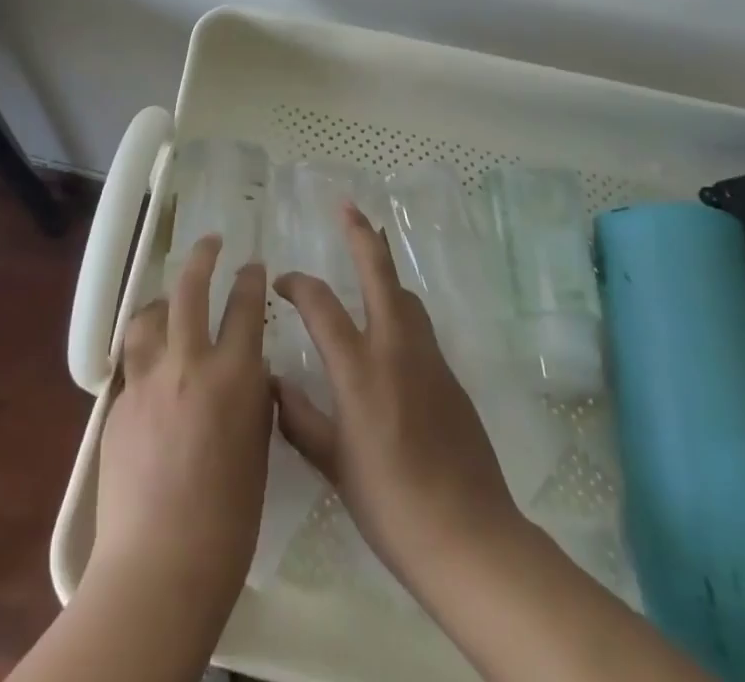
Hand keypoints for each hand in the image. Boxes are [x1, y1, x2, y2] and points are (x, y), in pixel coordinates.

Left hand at [89, 235, 272, 624]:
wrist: (159, 566)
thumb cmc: (228, 522)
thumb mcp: (256, 451)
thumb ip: (251, 402)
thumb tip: (246, 374)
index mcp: (232, 377)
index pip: (244, 307)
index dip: (249, 279)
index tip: (252, 264)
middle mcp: (187, 364)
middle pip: (189, 290)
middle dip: (202, 257)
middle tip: (210, 242)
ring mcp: (147, 381)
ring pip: (147, 317)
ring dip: (160, 303)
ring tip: (166, 303)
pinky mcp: (118, 405)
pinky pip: (132, 365)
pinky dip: (144, 356)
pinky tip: (150, 373)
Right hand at [273, 204, 521, 596]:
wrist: (470, 537)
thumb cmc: (391, 505)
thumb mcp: (335, 466)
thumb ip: (301, 419)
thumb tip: (274, 384)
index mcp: (359, 370)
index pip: (320, 305)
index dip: (297, 285)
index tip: (281, 285)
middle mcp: (395, 349)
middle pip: (379, 273)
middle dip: (361, 236)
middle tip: (347, 207)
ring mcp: (429, 359)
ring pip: (405, 295)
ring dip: (384, 270)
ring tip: (368, 257)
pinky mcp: (451, 375)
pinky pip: (419, 325)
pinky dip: (400, 307)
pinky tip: (390, 326)